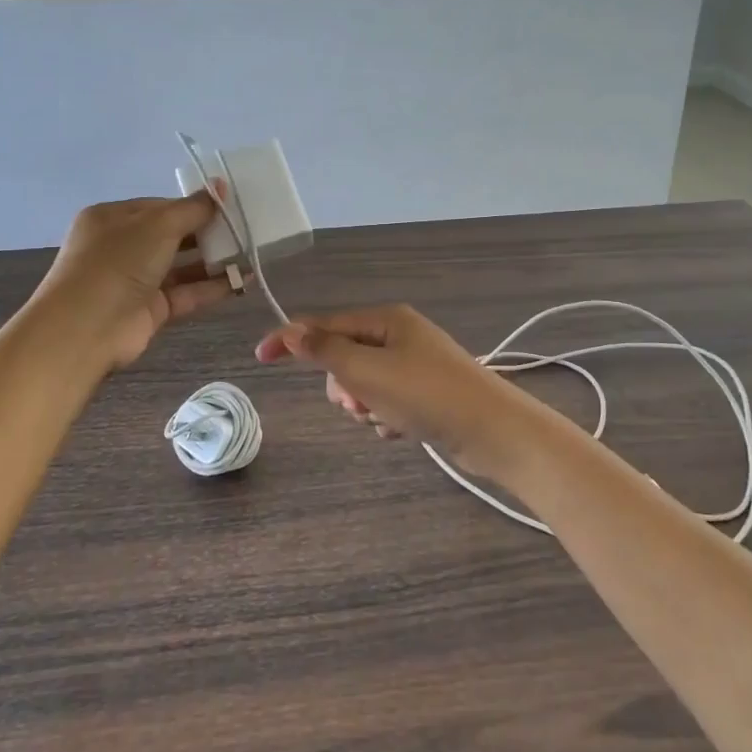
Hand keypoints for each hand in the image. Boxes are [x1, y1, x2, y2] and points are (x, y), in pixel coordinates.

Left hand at [35, 190, 233, 367]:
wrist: (86, 328)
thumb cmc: (118, 261)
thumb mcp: (158, 224)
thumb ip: (193, 208)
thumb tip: (220, 186)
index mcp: (113, 218)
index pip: (160, 206)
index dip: (193, 206)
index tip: (227, 207)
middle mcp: (121, 247)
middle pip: (172, 236)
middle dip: (207, 233)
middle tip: (243, 231)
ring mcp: (135, 280)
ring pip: (181, 266)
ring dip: (214, 262)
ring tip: (250, 256)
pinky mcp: (150, 310)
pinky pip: (186, 293)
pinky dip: (212, 287)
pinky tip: (242, 281)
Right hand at [254, 305, 533, 479]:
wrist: (492, 431)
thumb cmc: (427, 394)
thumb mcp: (368, 371)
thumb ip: (326, 351)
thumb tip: (291, 329)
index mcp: (387, 321)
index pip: (326, 325)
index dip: (292, 339)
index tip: (260, 357)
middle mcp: (400, 337)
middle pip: (345, 358)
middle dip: (343, 385)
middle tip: (358, 403)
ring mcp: (415, 367)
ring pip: (364, 386)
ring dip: (365, 406)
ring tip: (387, 418)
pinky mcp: (426, 395)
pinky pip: (386, 404)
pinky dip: (386, 418)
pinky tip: (404, 429)